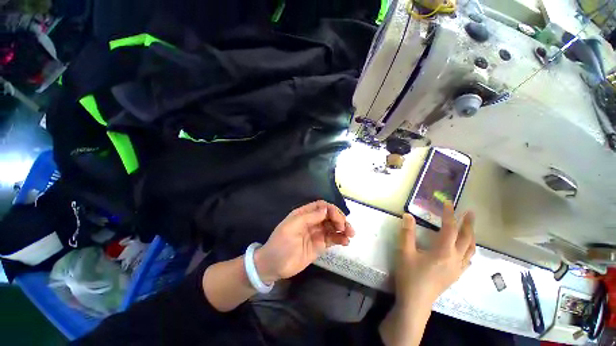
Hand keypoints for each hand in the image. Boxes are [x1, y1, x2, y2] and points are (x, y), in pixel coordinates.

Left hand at [254, 200, 354, 283]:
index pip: (321, 206)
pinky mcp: (320, 245)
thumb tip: (326, 209)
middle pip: (330, 215)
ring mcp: (317, 233)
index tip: (338, 219)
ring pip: (333, 227)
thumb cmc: (280, 244)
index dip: (331, 210)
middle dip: (340, 219)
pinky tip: (346, 242)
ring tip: (350, 235)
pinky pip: (332, 239)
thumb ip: (309, 217)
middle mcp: (312, 221)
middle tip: (346, 228)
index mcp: (304, 214)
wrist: (273, 266)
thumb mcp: (292, 227)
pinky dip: (340, 238)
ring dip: (343, 228)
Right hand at [394, 201, 475, 305]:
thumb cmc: (410, 275)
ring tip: (469, 228)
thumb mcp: (405, 252)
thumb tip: (407, 215)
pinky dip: (469, 250)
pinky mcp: (455, 276)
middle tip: (470, 212)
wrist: (416, 301)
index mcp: (443, 252)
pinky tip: (465, 250)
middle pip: (466, 239)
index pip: (449, 228)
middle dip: (468, 224)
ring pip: (470, 250)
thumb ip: (407, 233)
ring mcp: (457, 269)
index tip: (448, 203)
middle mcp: (455, 259)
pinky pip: (468, 260)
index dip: (449, 214)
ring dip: (471, 237)